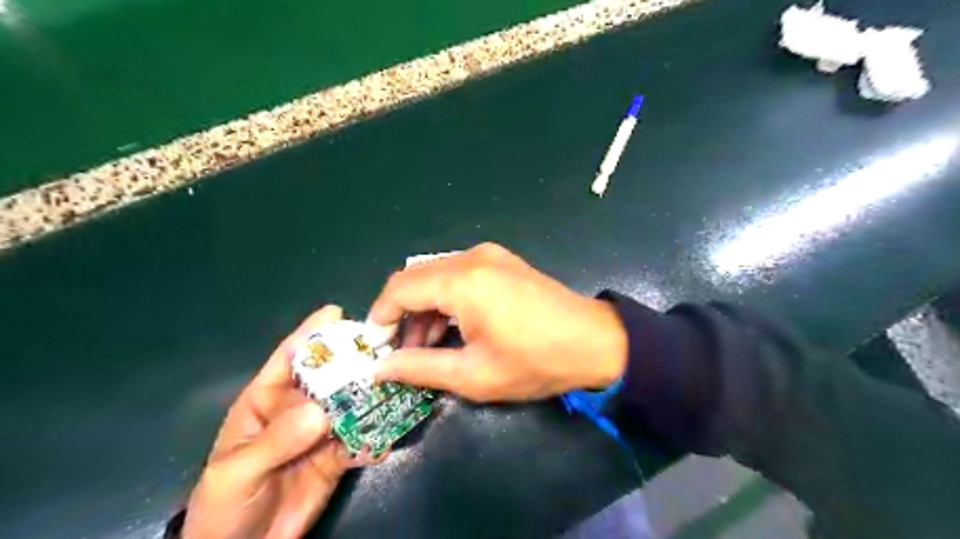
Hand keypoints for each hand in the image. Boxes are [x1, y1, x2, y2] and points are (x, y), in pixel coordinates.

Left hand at [182, 304, 383, 537]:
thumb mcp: (237, 472)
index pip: (288, 359)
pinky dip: (376, 435)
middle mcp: (298, 409)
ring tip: (397, 386)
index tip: (335, 311)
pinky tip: (388, 434)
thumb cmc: (224, 505)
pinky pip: (361, 439)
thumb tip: (320, 412)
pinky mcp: (338, 455)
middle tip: (383, 347)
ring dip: (372, 396)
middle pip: (329, 377)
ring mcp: (321, 431)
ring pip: (351, 405)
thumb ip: (275, 441)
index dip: (310, 334)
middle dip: (354, 361)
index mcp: (266, 401)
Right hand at [368, 241, 630, 400]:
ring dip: (426, 308)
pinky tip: (455, 329)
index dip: (381, 317)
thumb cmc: (535, 361)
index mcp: (462, 280)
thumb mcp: (473, 374)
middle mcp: (471, 257)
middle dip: (403, 315)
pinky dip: (448, 300)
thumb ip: (419, 367)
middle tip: (403, 352)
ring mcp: (490, 255)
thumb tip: (380, 368)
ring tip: (429, 347)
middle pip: (416, 279)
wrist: (596, 342)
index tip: (376, 347)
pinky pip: (460, 276)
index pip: (399, 288)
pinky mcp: (502, 261)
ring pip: (437, 277)